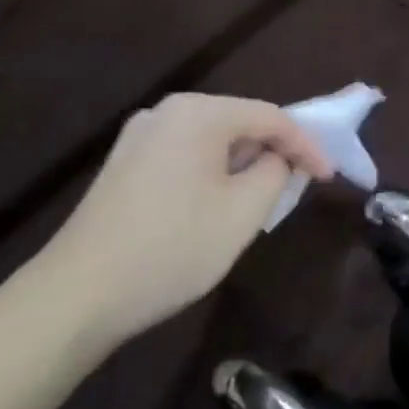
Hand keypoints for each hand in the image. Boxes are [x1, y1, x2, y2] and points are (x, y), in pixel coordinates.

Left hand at [26, 93, 333, 353]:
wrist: (78, 295)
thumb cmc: (174, 247)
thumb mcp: (245, 211)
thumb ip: (275, 172)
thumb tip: (276, 159)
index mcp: (198, 113)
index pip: (271, 116)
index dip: (307, 145)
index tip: (329, 177)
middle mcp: (165, 112)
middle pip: (239, 122)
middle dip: (274, 151)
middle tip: (299, 184)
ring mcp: (138, 138)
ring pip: (211, 141)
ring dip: (243, 164)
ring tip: (263, 196)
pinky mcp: (122, 166)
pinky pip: (185, 156)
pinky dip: (213, 172)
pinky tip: (217, 204)